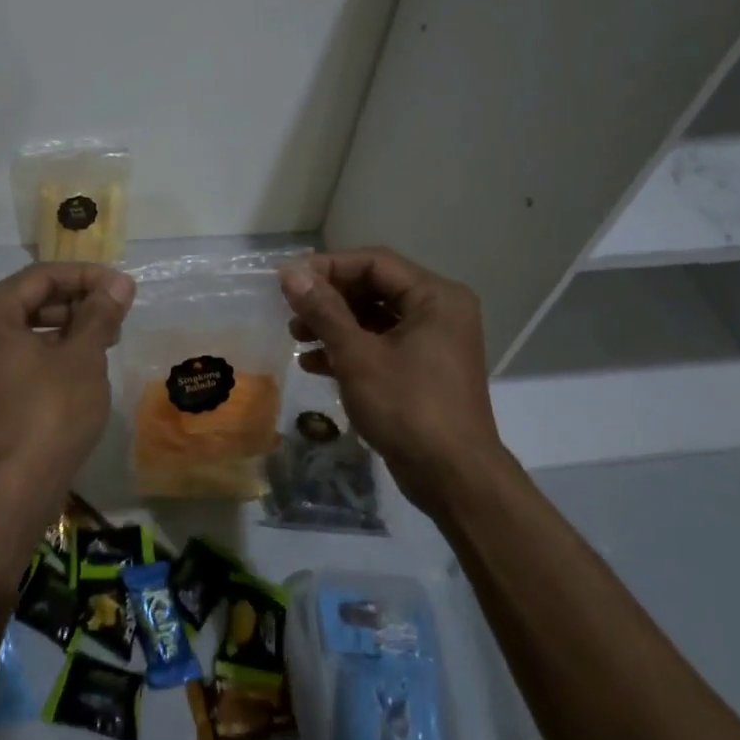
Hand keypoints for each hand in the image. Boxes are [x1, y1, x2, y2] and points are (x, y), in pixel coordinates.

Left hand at [0, 262, 134, 498]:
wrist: (14, 488)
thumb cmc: (49, 412)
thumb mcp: (82, 357)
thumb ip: (100, 313)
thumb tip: (119, 283)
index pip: (41, 277)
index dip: (87, 277)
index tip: (124, 288)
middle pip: (30, 301)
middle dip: (77, 303)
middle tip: (118, 314)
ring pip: (25, 330)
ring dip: (67, 329)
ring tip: (108, 338)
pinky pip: (18, 357)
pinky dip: (50, 353)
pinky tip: (83, 364)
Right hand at [280, 249, 515, 516]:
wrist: (452, 476)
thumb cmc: (407, 407)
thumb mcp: (357, 355)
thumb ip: (323, 310)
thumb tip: (290, 272)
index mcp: (435, 297)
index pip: (374, 263)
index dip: (328, 268)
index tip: (288, 282)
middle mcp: (439, 312)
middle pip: (374, 289)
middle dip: (329, 300)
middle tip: (291, 313)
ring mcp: (433, 344)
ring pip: (374, 319)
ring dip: (334, 326)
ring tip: (296, 338)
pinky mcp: (423, 371)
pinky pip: (381, 346)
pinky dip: (349, 351)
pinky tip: (314, 364)